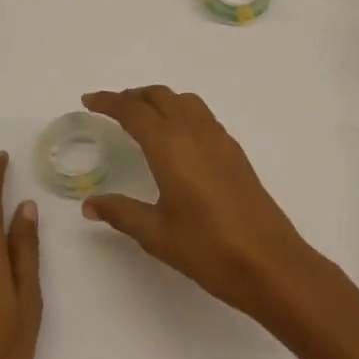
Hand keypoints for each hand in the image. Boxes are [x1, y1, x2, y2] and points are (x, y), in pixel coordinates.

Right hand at [79, 87, 318, 320]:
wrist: (269, 261)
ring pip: (184, 101)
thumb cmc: (207, 247)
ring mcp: (219, 139)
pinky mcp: (234, 152)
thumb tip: (89, 205)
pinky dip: (181, 112)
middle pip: (159, 96)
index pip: (133, 110)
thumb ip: (121, 212)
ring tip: (142, 118)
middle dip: (133, 97)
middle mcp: (194, 131)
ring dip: (159, 100)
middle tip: (111, 109)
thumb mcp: (156, 233)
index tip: (89, 101)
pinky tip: (176, 139)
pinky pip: (202, 116)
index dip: (109, 102)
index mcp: (169, 145)